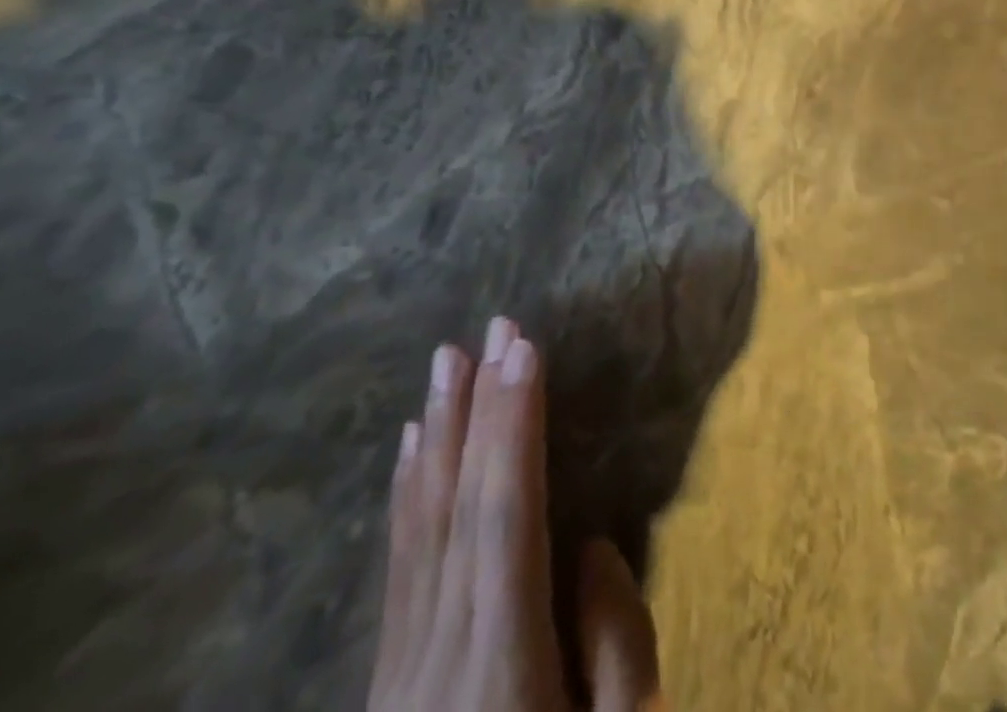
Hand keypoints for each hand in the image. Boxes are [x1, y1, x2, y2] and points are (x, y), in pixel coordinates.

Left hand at [368, 318, 663, 711]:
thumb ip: (618, 642)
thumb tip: (586, 544)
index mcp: (503, 665)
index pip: (504, 512)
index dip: (513, 424)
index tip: (524, 348)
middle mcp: (440, 654)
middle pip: (457, 505)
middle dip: (476, 408)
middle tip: (488, 328)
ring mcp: (402, 670)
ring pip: (419, 527)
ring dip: (436, 437)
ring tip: (443, 367)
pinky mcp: (388, 681)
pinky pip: (399, 566)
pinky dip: (406, 497)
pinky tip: (408, 454)